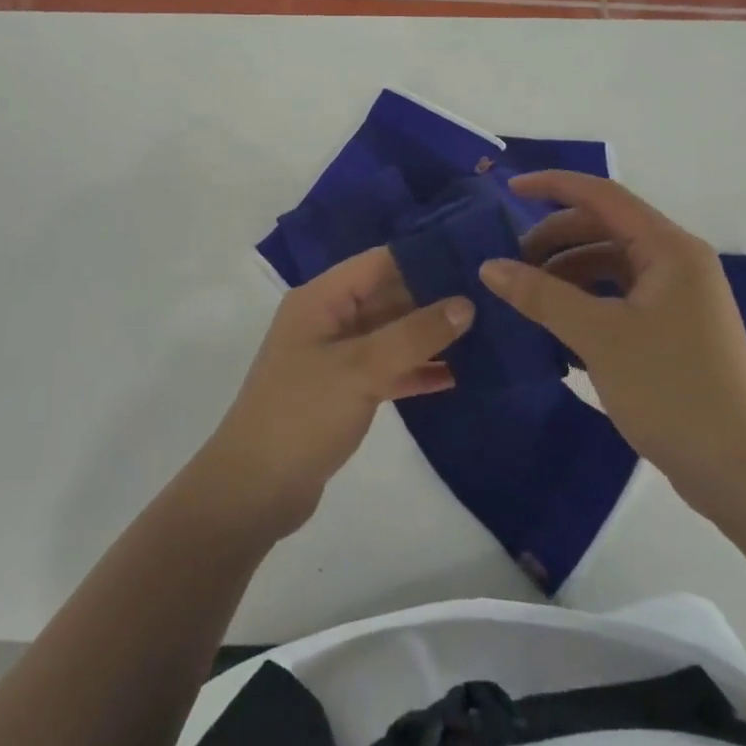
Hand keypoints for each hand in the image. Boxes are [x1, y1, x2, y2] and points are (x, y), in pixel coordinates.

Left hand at [196, 249, 471, 537]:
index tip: (473, 258)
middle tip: (490, 297)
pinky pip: (386, 369)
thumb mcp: (362, 368)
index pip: (379, 263)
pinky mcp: (342, 390)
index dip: (424, 257)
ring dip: (429, 336)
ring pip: (390, 334)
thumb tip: (465, 303)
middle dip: (433, 298)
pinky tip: (457, 376)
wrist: (255, 488)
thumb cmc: (303, 413)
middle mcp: (327, 319)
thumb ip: (414, 334)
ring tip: (485, 332)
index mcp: (321, 298)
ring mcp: (334, 356)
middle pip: (387, 296)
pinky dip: (415, 370)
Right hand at [479, 170, 745, 512]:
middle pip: (604, 229)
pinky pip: (619, 298)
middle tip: (512, 262)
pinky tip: (556, 330)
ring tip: (528, 298)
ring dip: (567, 273)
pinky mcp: (673, 331)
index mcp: (669, 248)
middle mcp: (677, 263)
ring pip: (610, 265)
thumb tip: (489, 266)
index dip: (553, 185)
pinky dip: (585, 302)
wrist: (742, 472)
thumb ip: (541, 295)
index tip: (508, 189)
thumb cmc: (672, 388)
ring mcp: (678, 299)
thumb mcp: (598, 336)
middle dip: (555, 238)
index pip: (602, 195)